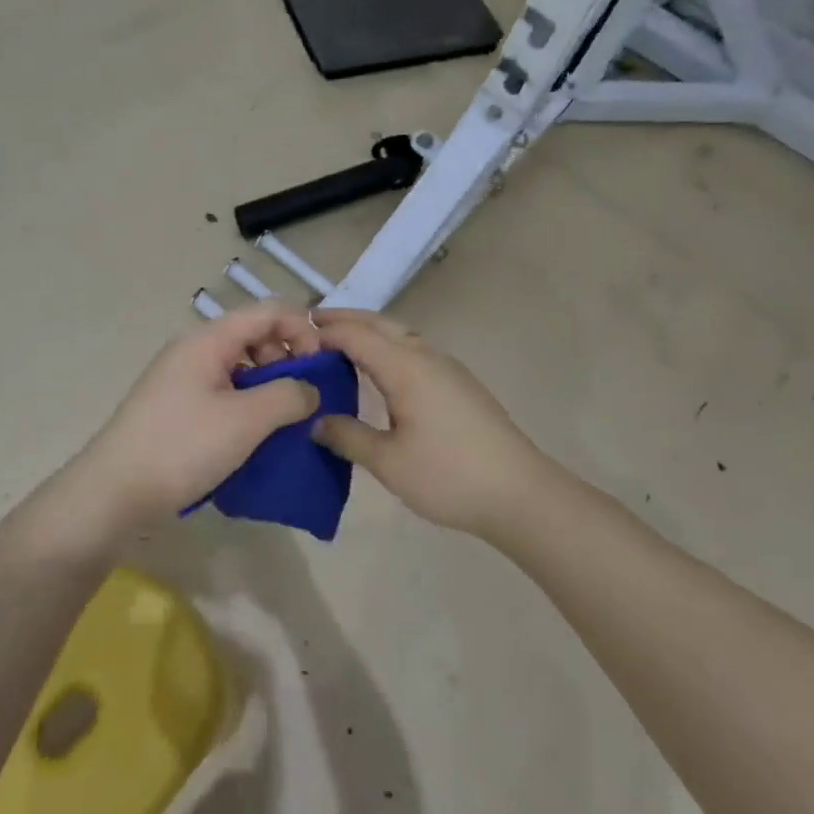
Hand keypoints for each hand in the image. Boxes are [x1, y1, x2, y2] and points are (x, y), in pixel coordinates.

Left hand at [72, 303, 323, 525]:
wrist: (113, 493)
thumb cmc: (182, 447)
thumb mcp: (245, 421)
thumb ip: (288, 396)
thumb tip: (311, 389)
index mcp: (208, 340)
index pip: (268, 311)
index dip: (302, 330)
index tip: (322, 368)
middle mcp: (194, 349)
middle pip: (253, 335)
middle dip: (287, 360)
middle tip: (303, 399)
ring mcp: (182, 378)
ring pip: (239, 366)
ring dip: (268, 386)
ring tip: (283, 422)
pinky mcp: (176, 406)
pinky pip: (223, 391)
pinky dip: (247, 404)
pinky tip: (255, 435)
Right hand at [311, 308, 555, 537]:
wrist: (520, 493)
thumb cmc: (449, 475)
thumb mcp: (389, 462)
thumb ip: (348, 436)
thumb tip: (316, 420)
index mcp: (406, 367)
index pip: (356, 335)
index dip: (324, 332)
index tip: (294, 338)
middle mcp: (426, 355)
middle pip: (380, 324)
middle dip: (345, 320)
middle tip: (310, 326)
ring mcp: (447, 368)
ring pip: (400, 335)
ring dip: (369, 332)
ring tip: (339, 346)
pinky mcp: (460, 383)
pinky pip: (414, 350)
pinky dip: (388, 348)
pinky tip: (380, 373)